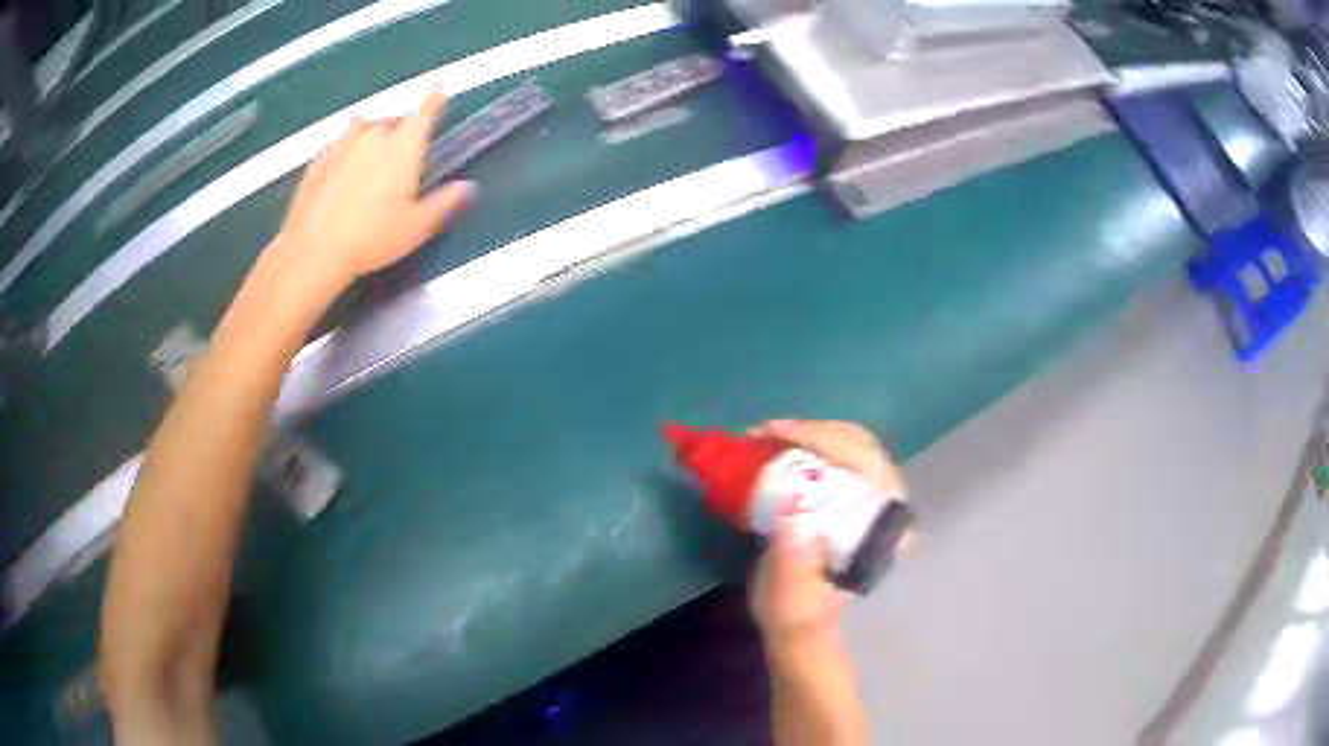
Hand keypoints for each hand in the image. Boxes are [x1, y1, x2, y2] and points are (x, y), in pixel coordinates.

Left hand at [271, 85, 474, 289]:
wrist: (314, 250)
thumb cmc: (371, 238)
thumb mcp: (416, 226)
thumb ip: (444, 202)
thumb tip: (467, 187)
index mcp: (403, 146)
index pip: (425, 112)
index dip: (434, 98)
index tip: (438, 86)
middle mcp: (374, 135)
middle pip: (392, 121)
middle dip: (399, 130)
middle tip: (400, 157)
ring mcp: (342, 144)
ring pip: (363, 127)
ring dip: (371, 135)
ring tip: (370, 158)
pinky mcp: (318, 159)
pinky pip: (338, 144)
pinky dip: (346, 150)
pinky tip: (343, 173)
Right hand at [747, 419, 904, 650]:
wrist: (801, 628)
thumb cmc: (796, 615)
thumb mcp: (789, 599)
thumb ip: (791, 567)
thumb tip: (791, 519)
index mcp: (881, 531)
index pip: (866, 465)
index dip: (824, 440)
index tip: (777, 435)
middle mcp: (888, 509)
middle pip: (860, 445)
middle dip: (812, 430)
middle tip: (764, 432)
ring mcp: (875, 501)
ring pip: (853, 444)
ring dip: (810, 433)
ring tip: (768, 436)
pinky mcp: (858, 500)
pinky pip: (841, 456)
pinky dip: (811, 443)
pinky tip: (782, 447)